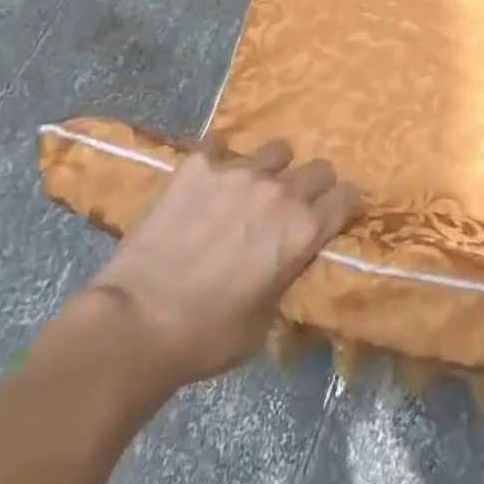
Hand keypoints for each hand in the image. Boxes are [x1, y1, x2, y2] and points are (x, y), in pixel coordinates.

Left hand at [77, 138, 360, 393]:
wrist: (136, 323)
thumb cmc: (205, 338)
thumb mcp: (263, 322)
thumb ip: (285, 277)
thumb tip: (287, 262)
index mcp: (303, 231)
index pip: (347, 197)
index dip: (343, 206)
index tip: (334, 214)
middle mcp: (281, 191)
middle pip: (319, 168)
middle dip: (313, 185)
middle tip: (290, 206)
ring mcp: (239, 170)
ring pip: (276, 150)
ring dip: (270, 169)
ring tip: (247, 189)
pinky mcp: (199, 163)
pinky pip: (221, 146)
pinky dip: (219, 161)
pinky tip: (205, 182)